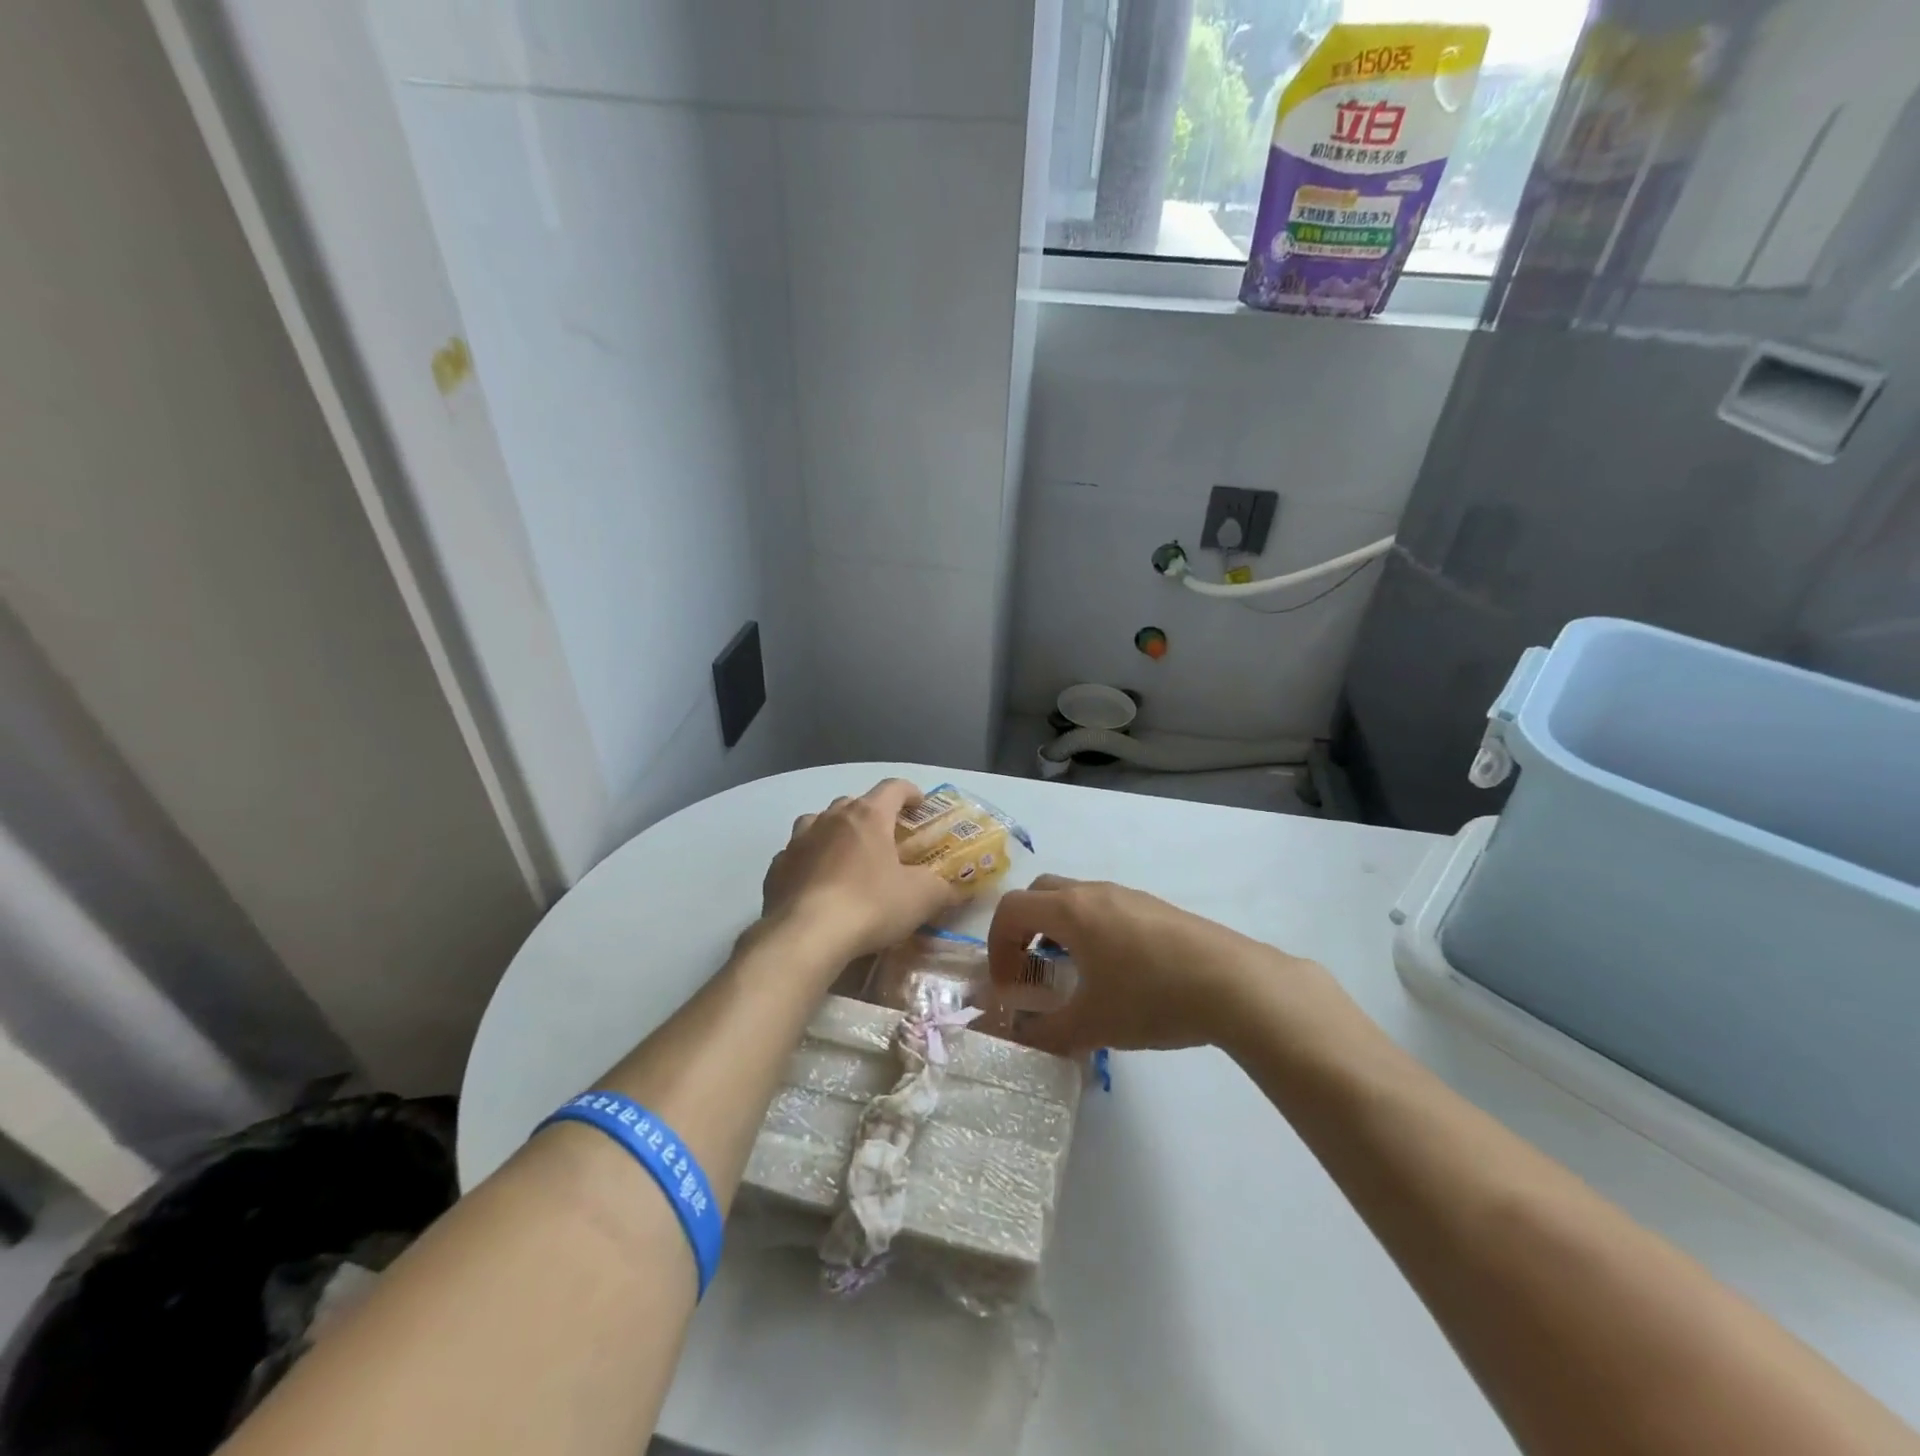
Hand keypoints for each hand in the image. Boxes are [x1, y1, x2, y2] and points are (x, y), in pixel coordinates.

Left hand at [760, 779, 955, 962]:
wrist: (805, 936)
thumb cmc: (870, 906)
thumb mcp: (921, 899)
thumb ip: (943, 889)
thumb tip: (958, 889)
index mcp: (867, 816)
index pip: (893, 788)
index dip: (910, 793)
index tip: (920, 806)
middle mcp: (830, 818)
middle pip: (854, 803)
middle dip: (872, 815)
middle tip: (886, 839)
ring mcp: (798, 840)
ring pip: (819, 822)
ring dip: (835, 831)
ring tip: (846, 855)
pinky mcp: (777, 867)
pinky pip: (797, 854)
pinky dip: (810, 860)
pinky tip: (817, 883)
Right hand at [986, 875, 1308, 1055]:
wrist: (1234, 983)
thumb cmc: (1152, 998)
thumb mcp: (1093, 1025)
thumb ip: (1047, 1032)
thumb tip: (1022, 1036)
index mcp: (1070, 911)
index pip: (1011, 909)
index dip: (997, 945)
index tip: (1007, 985)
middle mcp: (1094, 892)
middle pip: (1040, 893)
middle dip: (1024, 929)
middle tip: (1031, 970)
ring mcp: (1128, 896)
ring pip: (1075, 898)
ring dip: (1058, 929)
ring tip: (1072, 974)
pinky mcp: (1155, 908)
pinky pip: (1105, 908)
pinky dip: (1090, 930)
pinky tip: (1115, 972)